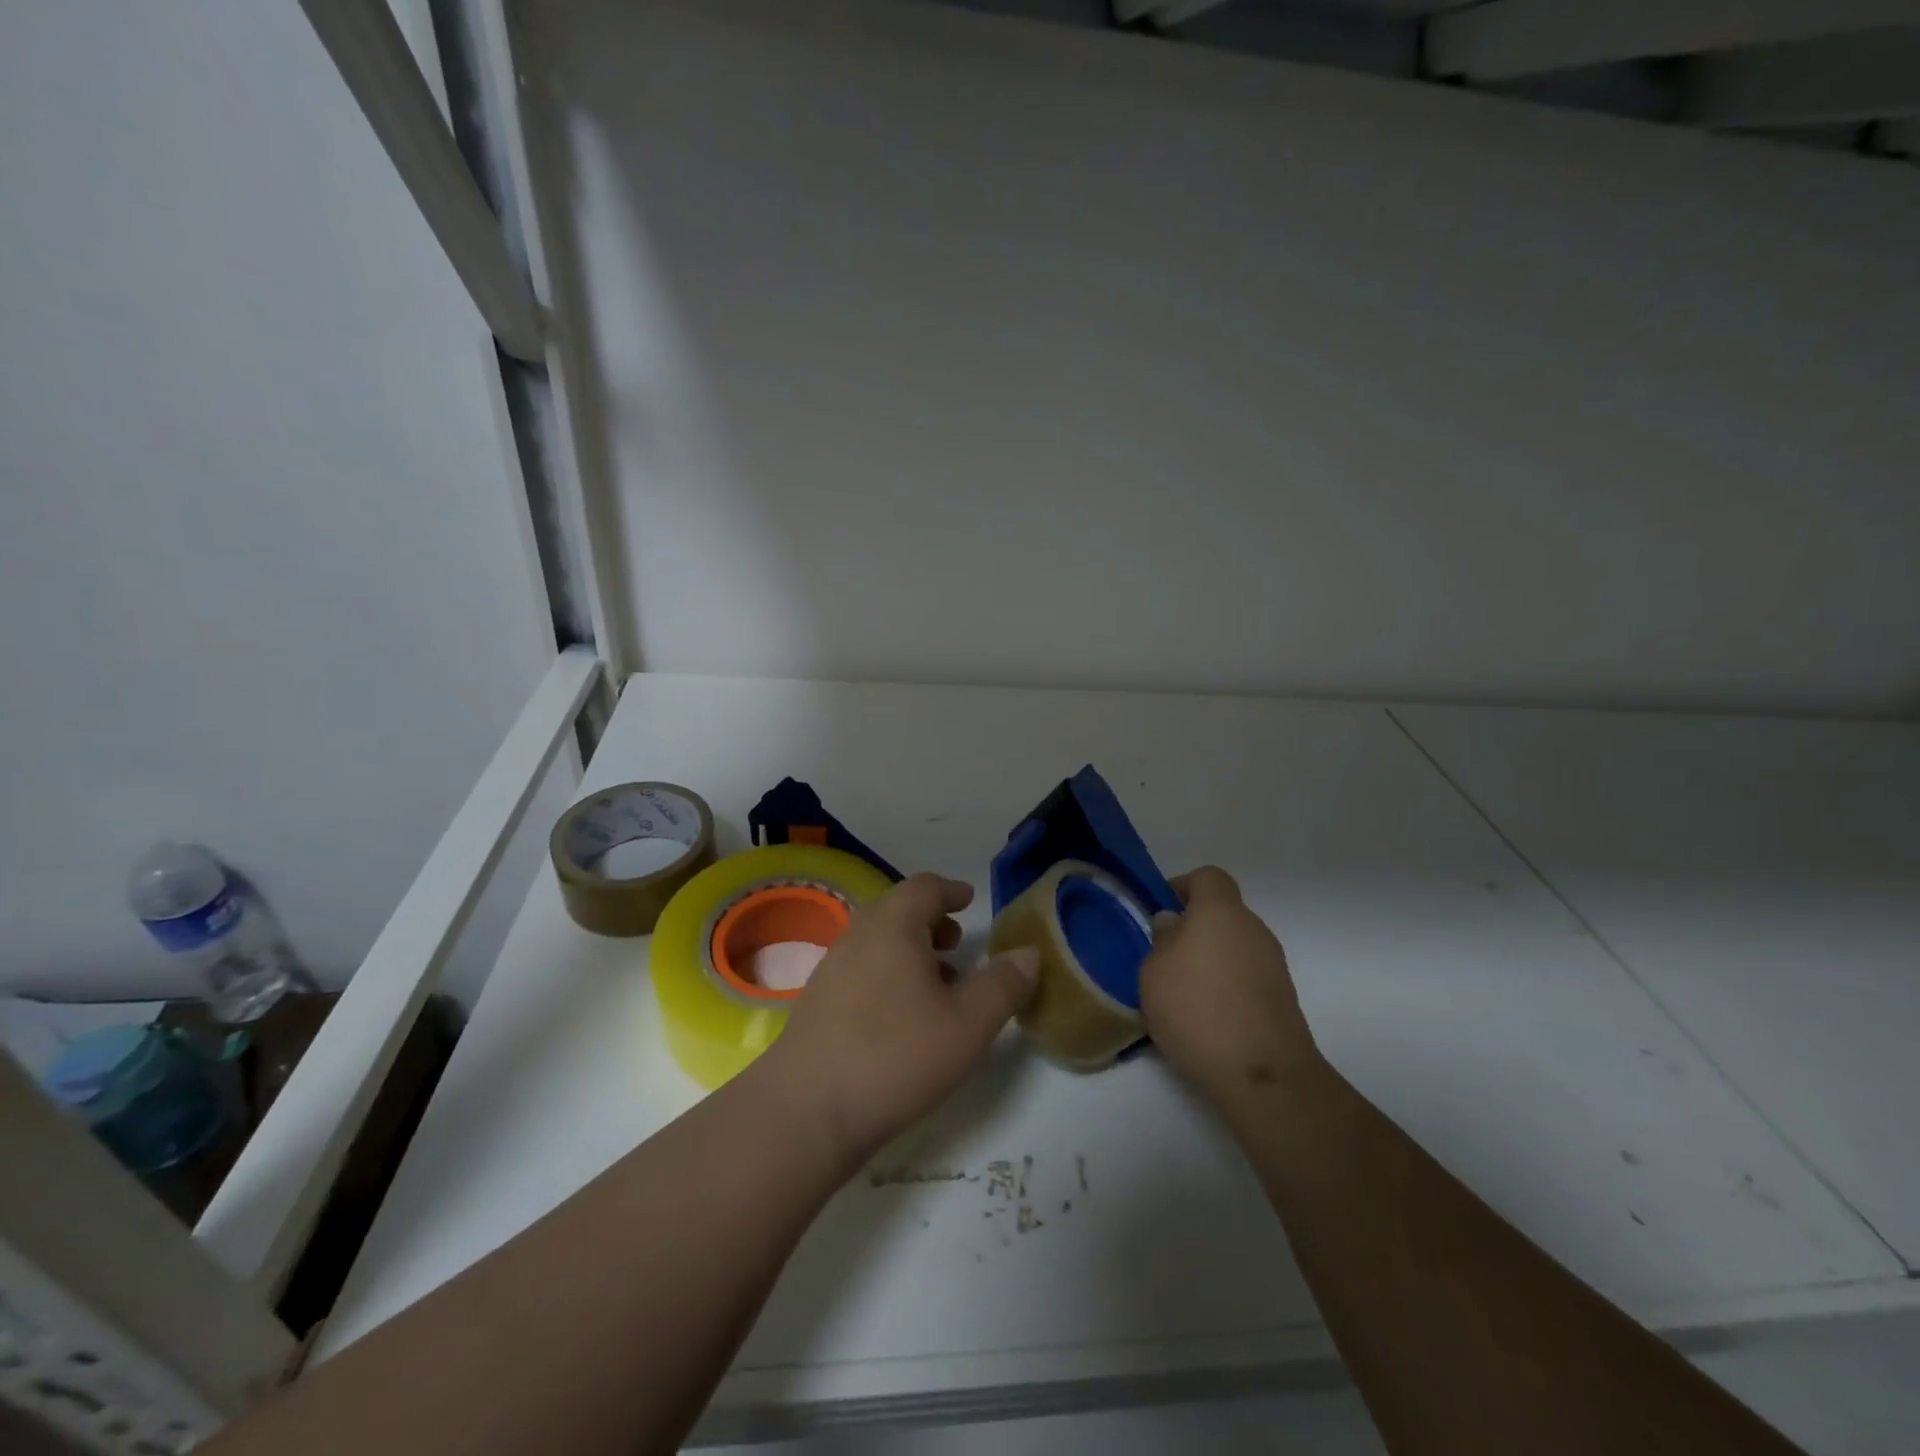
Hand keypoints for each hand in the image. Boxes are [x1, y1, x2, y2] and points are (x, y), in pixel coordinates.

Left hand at [763, 873, 1038, 1170]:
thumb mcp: (968, 1024)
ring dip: (910, 950)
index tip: (969, 900)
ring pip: (878, 942)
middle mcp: (858, 936)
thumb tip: (1028, 953)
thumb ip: (1003, 985)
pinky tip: (903, 1016)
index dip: (950, 890)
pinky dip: (888, 973)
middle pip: (898, 911)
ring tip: (938, 983)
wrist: (807, 1111)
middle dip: (931, 921)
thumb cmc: (897, 1055)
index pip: (924, 887)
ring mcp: (832, 969)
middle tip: (958, 942)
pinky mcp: (817, 1003)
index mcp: (893, 926)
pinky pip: (861, 969)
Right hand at [1140, 866, 1321, 1109]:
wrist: (1263, 1075)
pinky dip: (1227, 987)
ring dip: (1210, 961)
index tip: (1161, 913)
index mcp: (1220, 911)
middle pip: (1221, 914)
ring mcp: (1273, 964)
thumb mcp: (1153, 971)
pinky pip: (1246, 977)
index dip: (1182, 887)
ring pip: (1233, 947)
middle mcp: (1252, 928)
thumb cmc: (1197, 1009)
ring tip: (1183, 996)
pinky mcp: (1283, 998)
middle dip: (1193, 929)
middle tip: (1164, 959)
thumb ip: (1161, 940)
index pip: (1207, 877)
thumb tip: (1173, 924)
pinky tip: (1208, 1019)